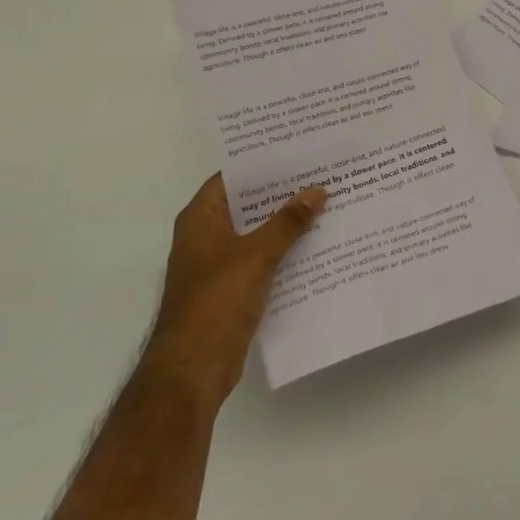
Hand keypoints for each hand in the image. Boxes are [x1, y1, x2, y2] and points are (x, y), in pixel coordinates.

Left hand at [140, 174, 325, 409]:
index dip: (262, 164)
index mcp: (200, 218)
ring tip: (326, 204)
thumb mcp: (256, 254)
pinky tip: (316, 245)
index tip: (296, 151)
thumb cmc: (217, 300)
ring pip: (256, 234)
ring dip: (285, 224)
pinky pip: (261, 260)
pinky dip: (283, 252)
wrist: (193, 368)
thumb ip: (288, 222)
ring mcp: (217, 264)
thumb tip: (318, 190)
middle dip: (281, 193)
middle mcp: (205, 236)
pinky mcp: (231, 289)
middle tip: (320, 174)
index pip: (231, 178)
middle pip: (246, 205)